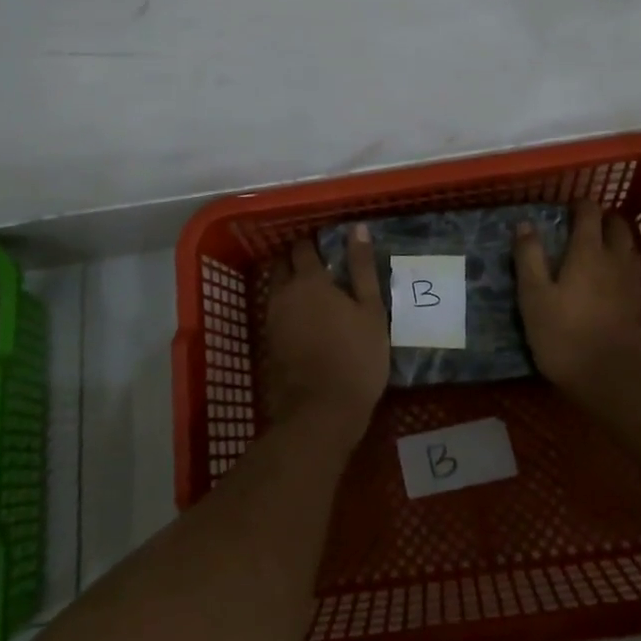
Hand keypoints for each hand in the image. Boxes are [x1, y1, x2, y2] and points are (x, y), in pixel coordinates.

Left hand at [264, 226, 389, 441]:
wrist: (321, 412)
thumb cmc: (356, 357)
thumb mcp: (371, 310)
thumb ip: (362, 267)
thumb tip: (357, 228)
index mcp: (309, 280)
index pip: (303, 247)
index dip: (314, 242)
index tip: (329, 245)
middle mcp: (284, 294)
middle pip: (283, 264)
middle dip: (297, 260)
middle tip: (322, 267)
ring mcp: (272, 319)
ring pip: (277, 289)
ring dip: (291, 284)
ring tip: (316, 293)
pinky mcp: (269, 343)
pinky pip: (276, 312)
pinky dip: (288, 308)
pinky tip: (307, 320)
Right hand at [516, 202, 640, 414]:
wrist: (610, 378)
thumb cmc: (564, 334)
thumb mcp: (534, 296)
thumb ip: (529, 257)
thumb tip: (525, 224)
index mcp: (588, 252)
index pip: (590, 213)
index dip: (579, 204)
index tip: (564, 208)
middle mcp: (614, 259)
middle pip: (617, 226)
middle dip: (602, 218)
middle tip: (582, 224)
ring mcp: (630, 282)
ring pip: (628, 247)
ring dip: (614, 239)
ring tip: (595, 247)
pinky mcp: (637, 304)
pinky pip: (631, 270)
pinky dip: (620, 263)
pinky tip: (607, 278)